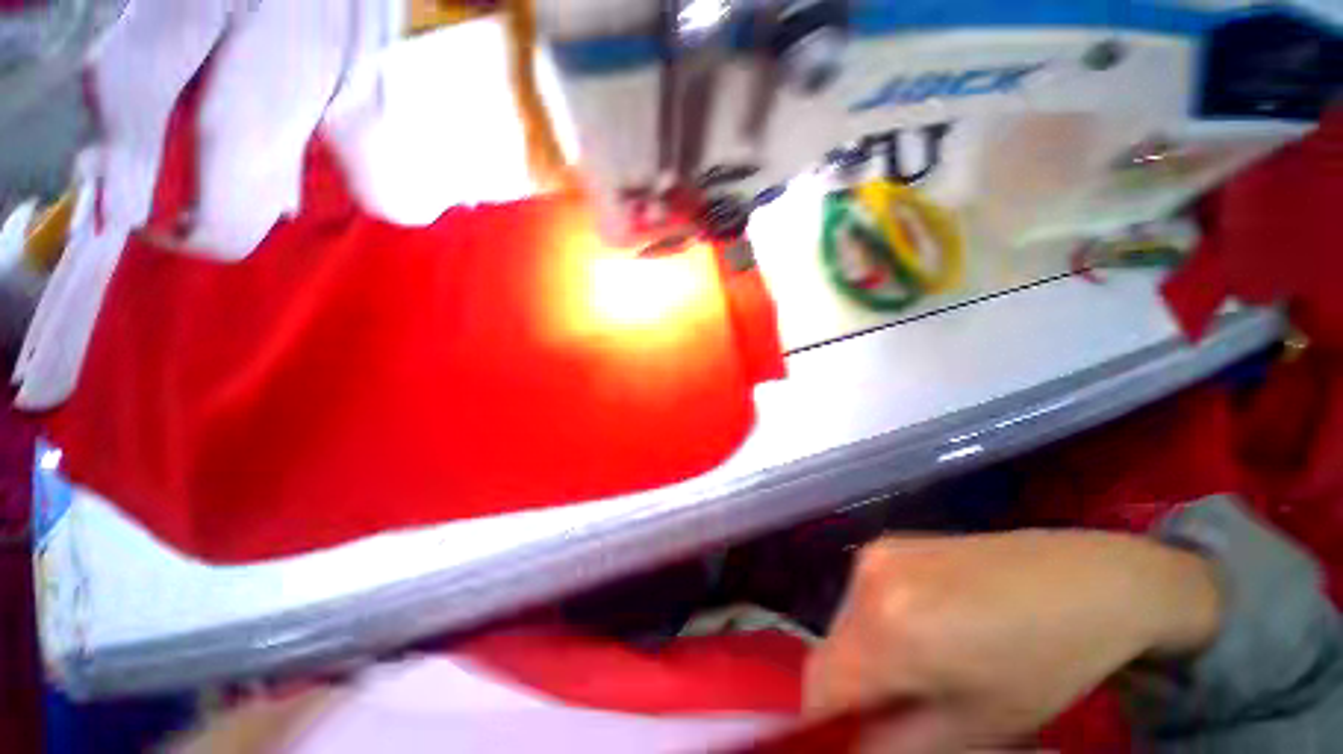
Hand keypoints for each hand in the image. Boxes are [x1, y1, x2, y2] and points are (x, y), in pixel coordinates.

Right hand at [804, 529, 1221, 751]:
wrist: (1083, 580)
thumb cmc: (1045, 663)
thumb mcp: (979, 727)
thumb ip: (901, 746)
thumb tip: (857, 747)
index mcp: (887, 630)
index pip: (820, 684)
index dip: (824, 722)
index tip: (847, 740)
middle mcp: (865, 580)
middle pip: (833, 651)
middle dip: (854, 689)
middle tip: (900, 710)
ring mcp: (876, 552)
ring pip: (847, 622)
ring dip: (868, 655)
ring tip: (923, 666)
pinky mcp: (889, 541)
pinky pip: (863, 595)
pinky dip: (879, 623)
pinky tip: (928, 626)